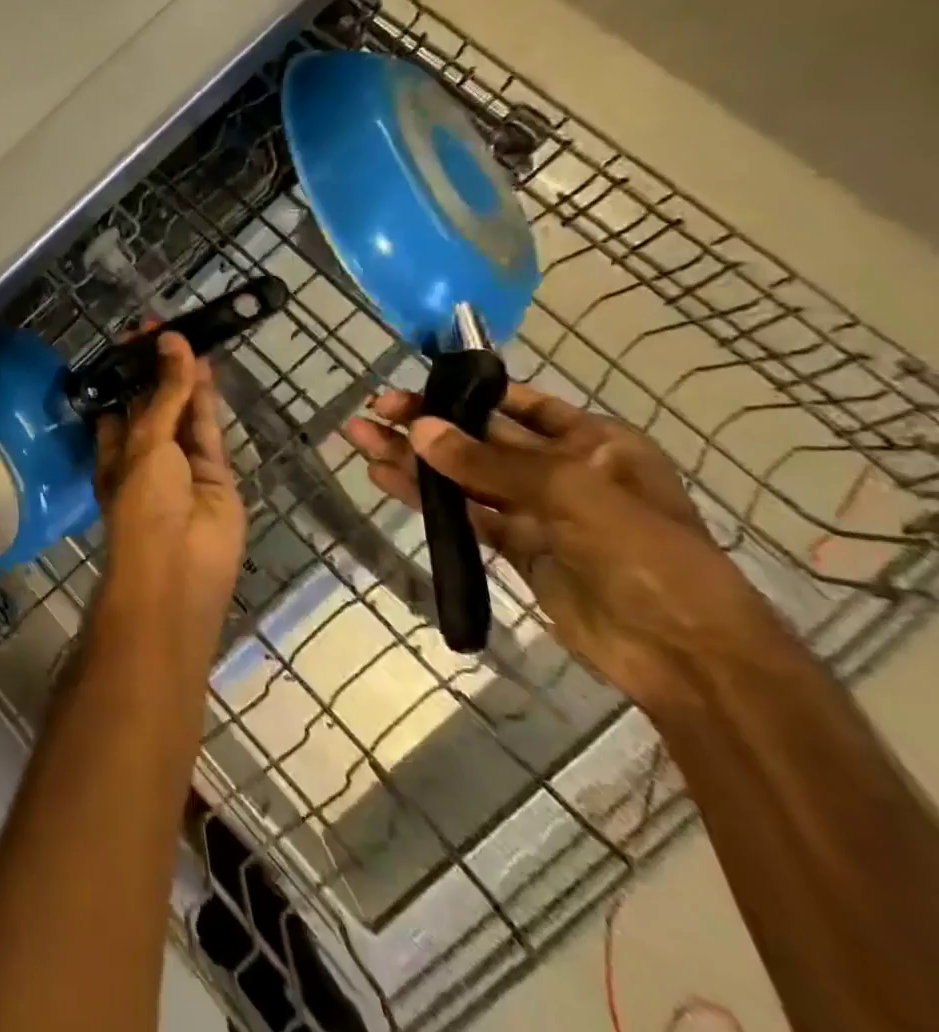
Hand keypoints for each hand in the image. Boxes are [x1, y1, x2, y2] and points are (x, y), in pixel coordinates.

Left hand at [93, 332, 246, 636]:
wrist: (180, 567)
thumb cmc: (143, 502)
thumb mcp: (146, 442)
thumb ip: (166, 393)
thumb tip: (171, 341)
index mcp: (113, 451)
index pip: (119, 403)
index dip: (127, 372)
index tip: (134, 338)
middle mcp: (145, 455)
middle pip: (154, 404)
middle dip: (157, 370)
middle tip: (163, 326)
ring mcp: (182, 465)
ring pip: (183, 413)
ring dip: (183, 377)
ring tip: (186, 334)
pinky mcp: (215, 472)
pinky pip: (208, 429)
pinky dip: (206, 398)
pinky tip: (203, 364)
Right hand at [343, 383, 782, 714]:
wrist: (686, 656)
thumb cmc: (648, 556)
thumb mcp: (572, 494)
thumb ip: (489, 463)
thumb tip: (419, 430)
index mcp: (594, 441)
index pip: (517, 403)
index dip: (462, 393)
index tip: (411, 389)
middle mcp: (562, 468)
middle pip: (480, 437)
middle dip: (426, 423)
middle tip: (372, 411)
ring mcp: (535, 510)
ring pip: (462, 474)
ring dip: (413, 457)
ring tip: (360, 439)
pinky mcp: (514, 547)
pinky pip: (461, 512)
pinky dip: (424, 496)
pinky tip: (384, 478)